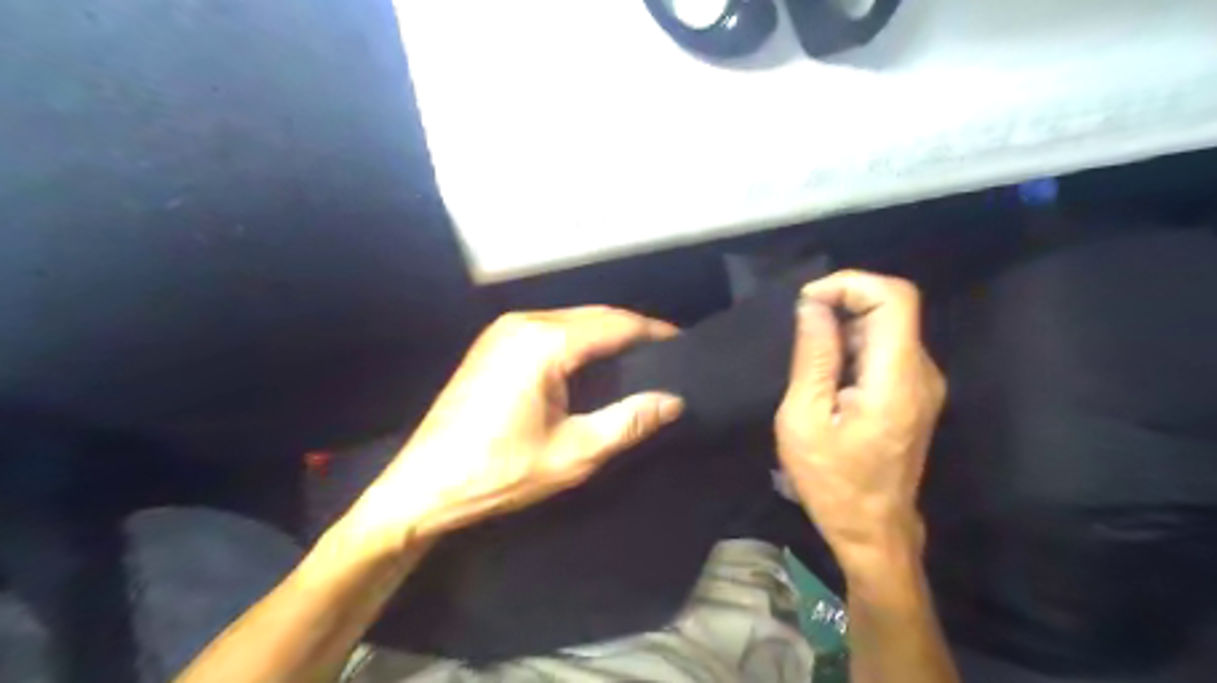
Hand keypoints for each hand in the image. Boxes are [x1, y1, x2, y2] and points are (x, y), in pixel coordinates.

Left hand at [347, 307, 681, 557]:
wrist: (423, 485)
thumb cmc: (499, 472)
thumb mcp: (573, 453)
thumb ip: (628, 422)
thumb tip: (674, 401)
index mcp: (545, 342)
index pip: (615, 325)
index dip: (654, 332)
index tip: (683, 343)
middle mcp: (524, 322)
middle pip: (594, 315)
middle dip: (633, 329)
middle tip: (666, 352)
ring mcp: (504, 329)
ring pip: (573, 318)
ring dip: (607, 332)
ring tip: (639, 356)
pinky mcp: (494, 342)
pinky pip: (551, 327)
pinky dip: (580, 338)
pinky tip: (595, 359)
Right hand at [775, 270, 944, 567]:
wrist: (872, 530)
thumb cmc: (831, 482)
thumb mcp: (803, 419)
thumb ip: (812, 357)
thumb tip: (812, 306)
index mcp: (895, 379)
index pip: (894, 298)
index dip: (850, 283)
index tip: (808, 301)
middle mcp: (920, 373)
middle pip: (892, 306)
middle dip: (842, 302)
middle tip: (800, 327)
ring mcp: (922, 383)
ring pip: (888, 325)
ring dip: (845, 323)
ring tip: (807, 352)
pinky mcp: (914, 393)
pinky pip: (885, 348)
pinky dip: (853, 343)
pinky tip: (826, 370)